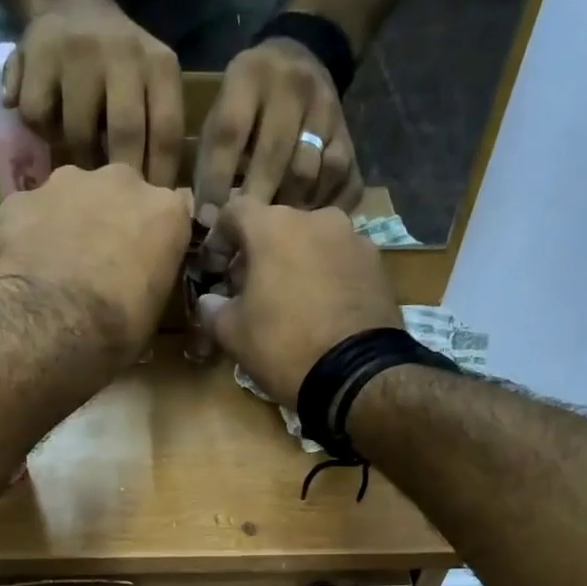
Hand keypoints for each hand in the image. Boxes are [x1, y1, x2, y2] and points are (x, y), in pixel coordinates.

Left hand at [0, 164, 192, 357]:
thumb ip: (149, 281)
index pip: (169, 216)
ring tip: (52, 268)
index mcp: (164, 210)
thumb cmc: (116, 329)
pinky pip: (24, 217)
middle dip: (108, 221)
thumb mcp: (151, 314)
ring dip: (64, 223)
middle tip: (97, 264)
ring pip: (68, 198)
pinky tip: (16, 272)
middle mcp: (119, 182)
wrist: (48, 325)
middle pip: (117, 195)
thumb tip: (136, 287)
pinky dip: (22, 239)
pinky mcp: (18, 199)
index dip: (154, 240)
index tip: (144, 264)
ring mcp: (64, 183)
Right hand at [6, 0, 184, 185]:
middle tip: (110, 203)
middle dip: (118, 176)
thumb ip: (157, 131)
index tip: (150, 212)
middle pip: (124, 133)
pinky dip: (41, 133)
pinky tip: (46, 133)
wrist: (70, 2)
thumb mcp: (151, 86)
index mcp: (160, 65)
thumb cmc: (119, 68)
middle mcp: (124, 52)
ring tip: (77, 170)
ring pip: (78, 131)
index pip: (166, 132)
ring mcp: (80, 50)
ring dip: (77, 159)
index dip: (159, 179)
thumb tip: (168, 201)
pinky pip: (39, 116)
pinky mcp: (38, 52)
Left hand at [193, 39, 363, 217]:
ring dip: (288, 207)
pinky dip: (322, 205)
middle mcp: (293, 86)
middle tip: (242, 236)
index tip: (209, 220)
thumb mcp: (222, 111)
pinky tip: (306, 221)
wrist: (303, 56)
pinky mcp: (349, 134)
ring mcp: (328, 109)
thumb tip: (208, 220)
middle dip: (255, 200)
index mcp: (249, 75)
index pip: (230, 133)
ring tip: (274, 232)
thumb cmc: (247, 102)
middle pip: (274, 155)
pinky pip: (341, 179)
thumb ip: (212, 156)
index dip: (217, 181)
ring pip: (309, 172)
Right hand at [195, 201, 400, 403]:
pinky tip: (321, 310)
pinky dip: (326, 277)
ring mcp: (353, 239)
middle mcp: (316, 219)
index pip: (235, 211)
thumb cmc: (284, 345)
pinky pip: (340, 262)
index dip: (219, 238)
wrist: (356, 374)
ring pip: (312, 243)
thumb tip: (208, 301)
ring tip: (290, 301)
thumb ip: (212, 309)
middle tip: (250, 290)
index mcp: (274, 226)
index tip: (215, 268)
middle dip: (260, 253)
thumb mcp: (233, 333)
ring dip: (295, 263)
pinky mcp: (377, 265)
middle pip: (277, 227)